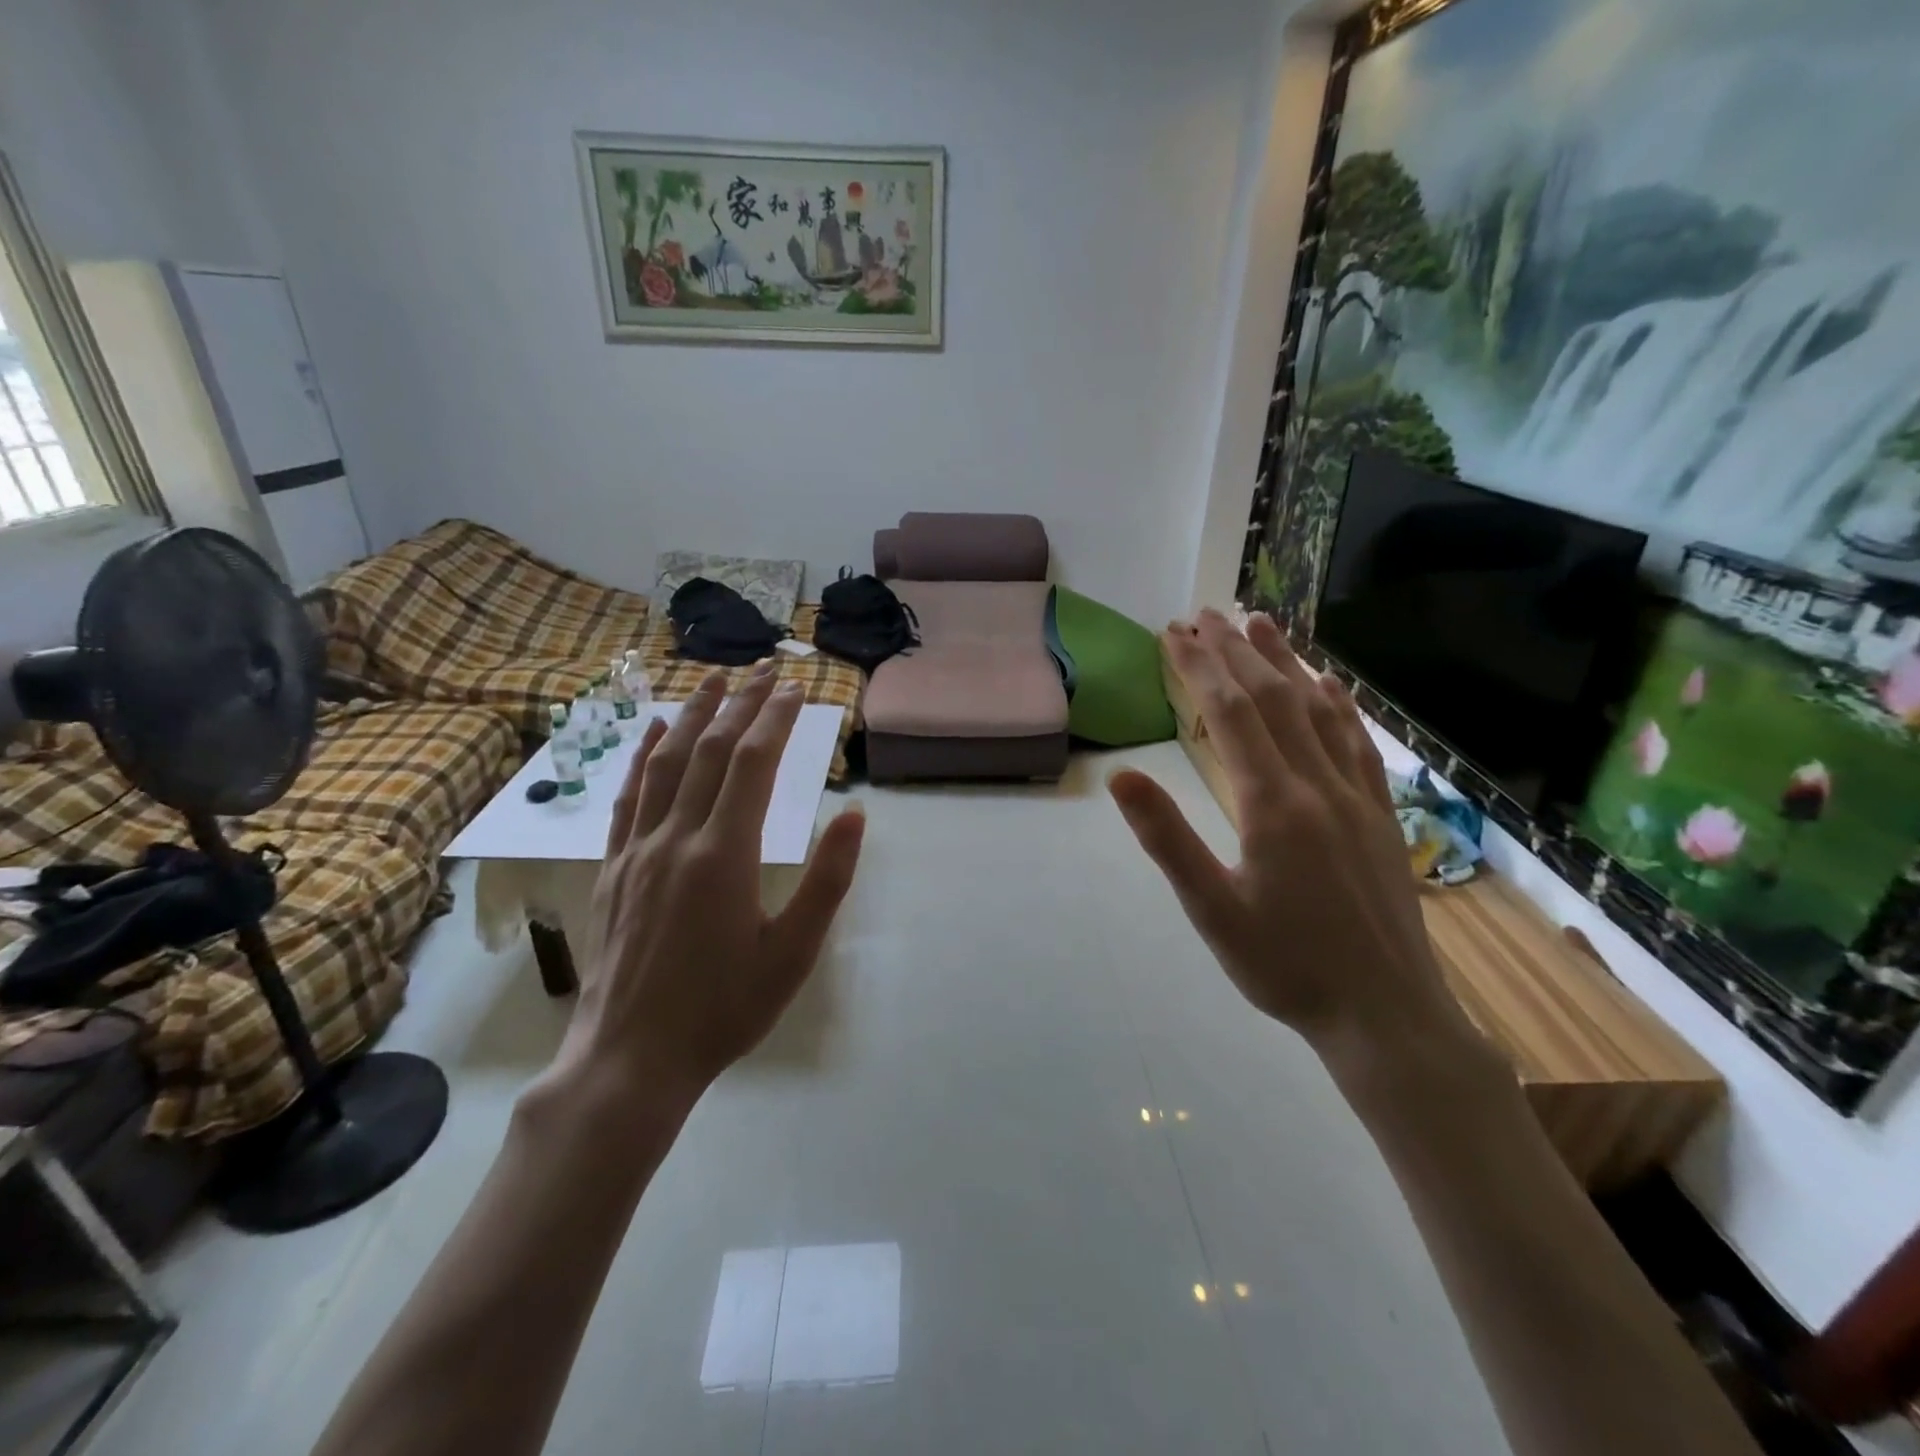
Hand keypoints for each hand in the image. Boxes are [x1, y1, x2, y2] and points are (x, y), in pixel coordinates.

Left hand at [556, 667, 865, 1104]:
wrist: (630, 1059)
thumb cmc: (724, 1008)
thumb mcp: (794, 953)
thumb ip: (827, 880)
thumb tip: (855, 815)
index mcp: (725, 854)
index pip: (754, 763)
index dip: (776, 719)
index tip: (796, 688)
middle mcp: (677, 837)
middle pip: (711, 751)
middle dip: (740, 703)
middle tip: (763, 669)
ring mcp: (637, 849)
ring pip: (665, 763)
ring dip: (691, 715)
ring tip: (712, 680)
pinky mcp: (613, 867)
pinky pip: (627, 797)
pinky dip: (643, 756)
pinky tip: (652, 733)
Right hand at [1109, 611, 1475, 1064]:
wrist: (1385, 1013)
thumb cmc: (1284, 966)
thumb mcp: (1211, 910)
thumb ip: (1167, 838)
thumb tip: (1121, 775)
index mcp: (1271, 805)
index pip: (1230, 715)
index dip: (1199, 668)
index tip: (1173, 633)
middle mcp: (1317, 785)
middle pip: (1272, 700)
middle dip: (1235, 652)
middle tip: (1204, 614)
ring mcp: (1355, 796)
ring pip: (1317, 711)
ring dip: (1286, 663)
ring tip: (1260, 624)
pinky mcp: (1379, 814)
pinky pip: (1357, 744)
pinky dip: (1339, 705)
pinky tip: (1329, 684)